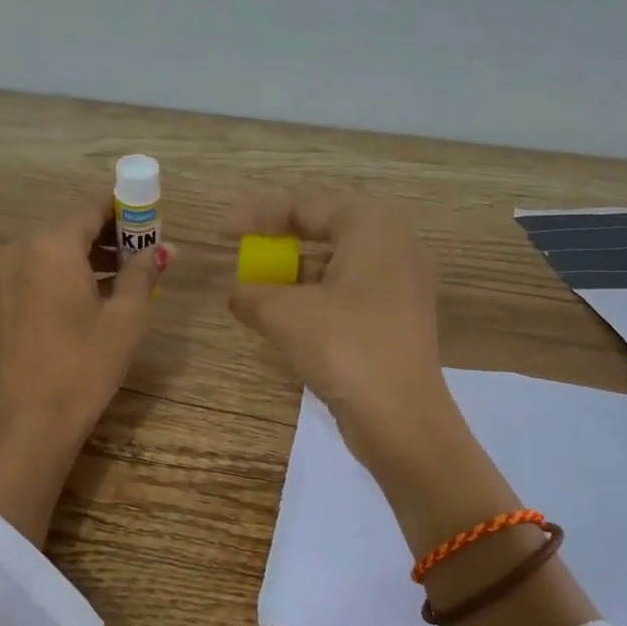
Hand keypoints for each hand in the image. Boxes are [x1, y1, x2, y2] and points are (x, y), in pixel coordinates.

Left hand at [0, 202, 169, 545]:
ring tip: (125, 277)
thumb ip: (142, 273)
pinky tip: (92, 296)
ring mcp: (5, 274)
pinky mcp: (0, 299)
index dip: (126, 209)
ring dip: (89, 255)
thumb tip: (160, 249)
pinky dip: (66, 272)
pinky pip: (39, 270)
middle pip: (72, 226)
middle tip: (145, 252)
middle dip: (110, 234)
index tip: (152, 220)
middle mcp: (22, 248)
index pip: (92, 207)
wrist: (29, 419)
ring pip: (54, 249)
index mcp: (52, 244)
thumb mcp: (126, 318)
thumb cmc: (84, 365)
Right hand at [224, 190, 451, 469]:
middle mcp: (394, 244)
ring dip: (294, 274)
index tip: (223, 232)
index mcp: (374, 225)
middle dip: (279, 242)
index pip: (306, 205)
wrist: (403, 420)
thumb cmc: (346, 348)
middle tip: (243, 253)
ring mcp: (401, 282)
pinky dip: (315, 297)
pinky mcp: (397, 317)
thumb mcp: (287, 315)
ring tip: (257, 289)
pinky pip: (348, 291)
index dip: (258, 215)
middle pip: (324, 229)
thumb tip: (238, 293)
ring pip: (336, 263)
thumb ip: (253, 294)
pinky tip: (286, 316)